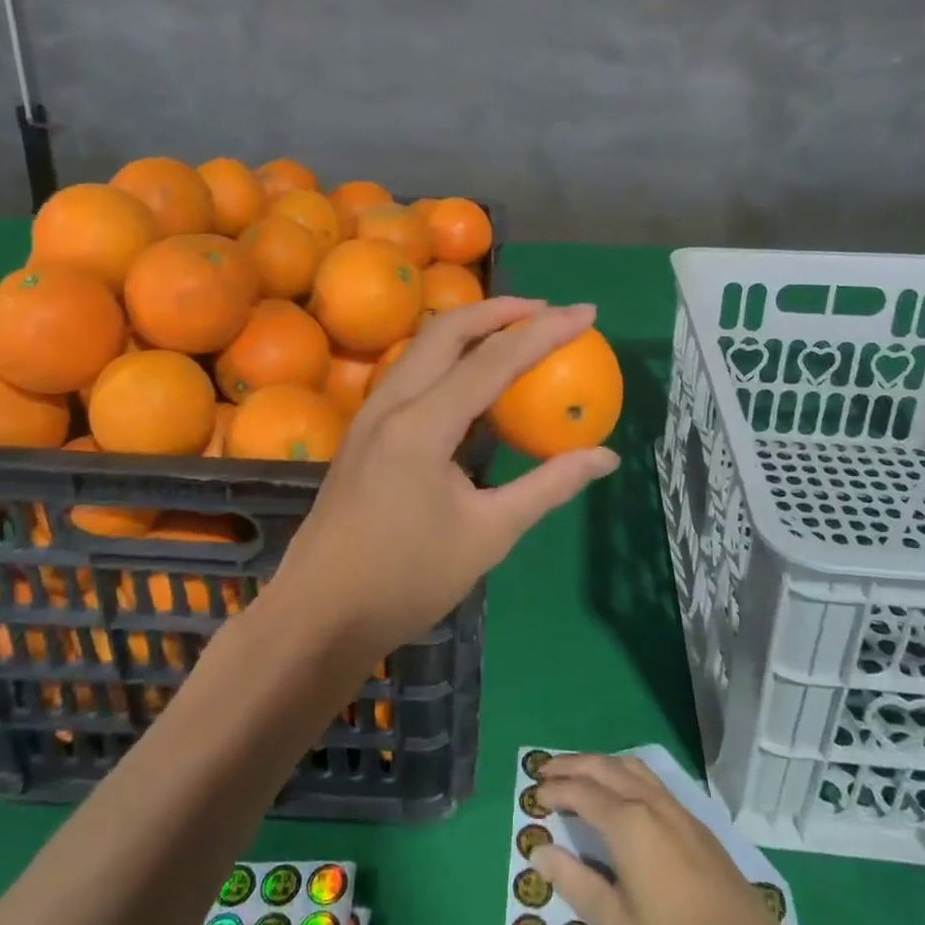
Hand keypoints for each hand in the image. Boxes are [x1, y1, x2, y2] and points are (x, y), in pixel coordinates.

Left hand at [271, 298, 619, 657]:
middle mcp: (391, 404)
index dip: (544, 332)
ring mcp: (370, 414)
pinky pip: (410, 372)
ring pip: (422, 346)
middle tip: (548, 310)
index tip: (586, 312)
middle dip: (501, 310)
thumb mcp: (489, 535)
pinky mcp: (363, 430)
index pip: (492, 360)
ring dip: (471, 328)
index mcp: (421, 426)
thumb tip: (605, 456)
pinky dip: (448, 357)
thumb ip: (548, 487)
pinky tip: (471, 378)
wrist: (319, 615)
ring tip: (515, 330)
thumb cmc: (406, 581)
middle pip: (447, 330)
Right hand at [531, 755, 887, 924]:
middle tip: (546, 770)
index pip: (581, 793)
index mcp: (628, 824)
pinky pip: (650, 778)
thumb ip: (576, 883)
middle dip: (572, 765)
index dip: (555, 791)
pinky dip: (623, 771)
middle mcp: (650, 802)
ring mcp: (676, 808)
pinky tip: (621, 789)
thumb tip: (539, 851)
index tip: (533, 795)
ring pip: (630, 766)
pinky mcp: (694, 820)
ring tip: (578, 772)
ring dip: (599, 763)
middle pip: (604, 767)